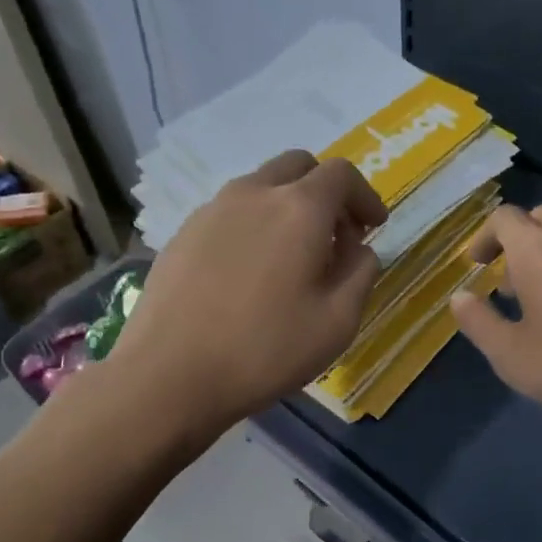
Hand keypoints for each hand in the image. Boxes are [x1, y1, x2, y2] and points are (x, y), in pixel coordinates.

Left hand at [111, 151, 387, 429]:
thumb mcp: (337, 322)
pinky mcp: (183, 232)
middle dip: (326, 192)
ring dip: (288, 206)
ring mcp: (212, 209)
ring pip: (261, 186)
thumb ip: (360, 273)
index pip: (342, 174)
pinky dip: (254, 223)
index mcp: (299, 208)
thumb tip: (357, 249)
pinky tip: (249, 271)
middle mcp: (254, 193)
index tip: (373, 227)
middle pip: (299, 166)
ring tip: (292, 256)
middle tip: (335, 235)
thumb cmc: (264, 350)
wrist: (168, 374)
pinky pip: (231, 211)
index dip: (365, 196)